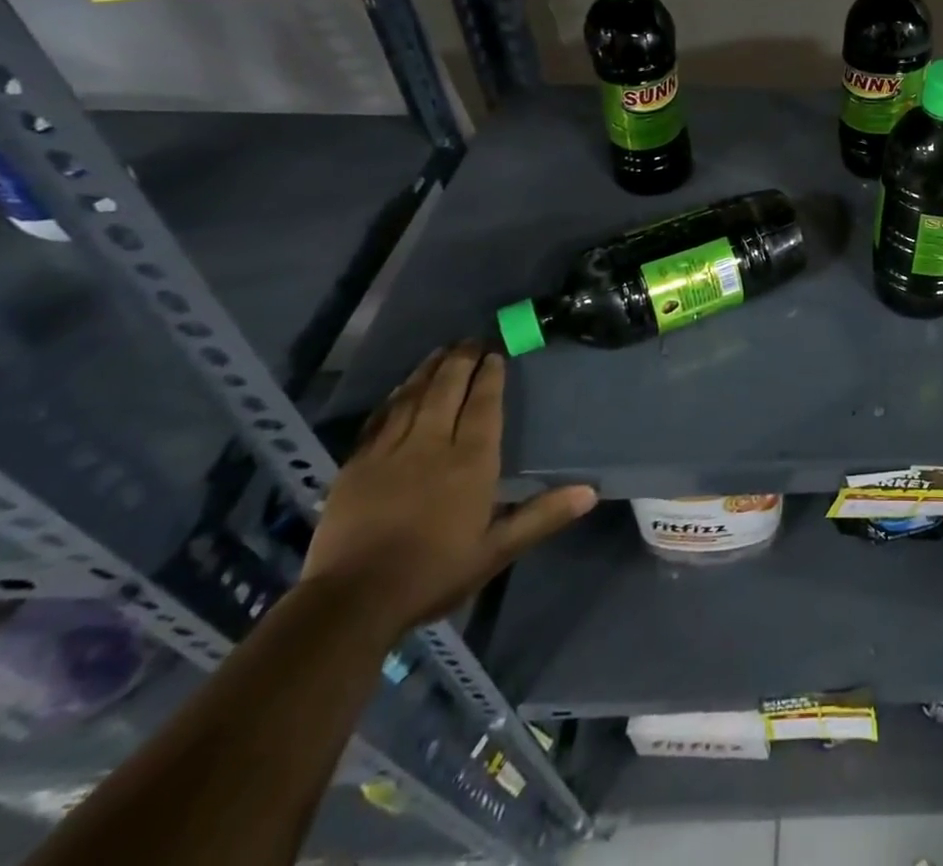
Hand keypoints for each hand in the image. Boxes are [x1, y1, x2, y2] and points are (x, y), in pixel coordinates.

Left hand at [301, 342, 596, 636]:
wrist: (351, 602)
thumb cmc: (433, 573)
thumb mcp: (496, 550)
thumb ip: (542, 516)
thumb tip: (590, 493)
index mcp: (470, 462)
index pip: (483, 405)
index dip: (490, 376)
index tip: (496, 353)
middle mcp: (432, 444)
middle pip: (447, 390)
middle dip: (461, 361)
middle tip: (471, 340)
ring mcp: (390, 452)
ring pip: (412, 397)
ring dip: (428, 370)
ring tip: (441, 351)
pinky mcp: (356, 466)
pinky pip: (380, 419)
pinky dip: (395, 398)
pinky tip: (400, 390)